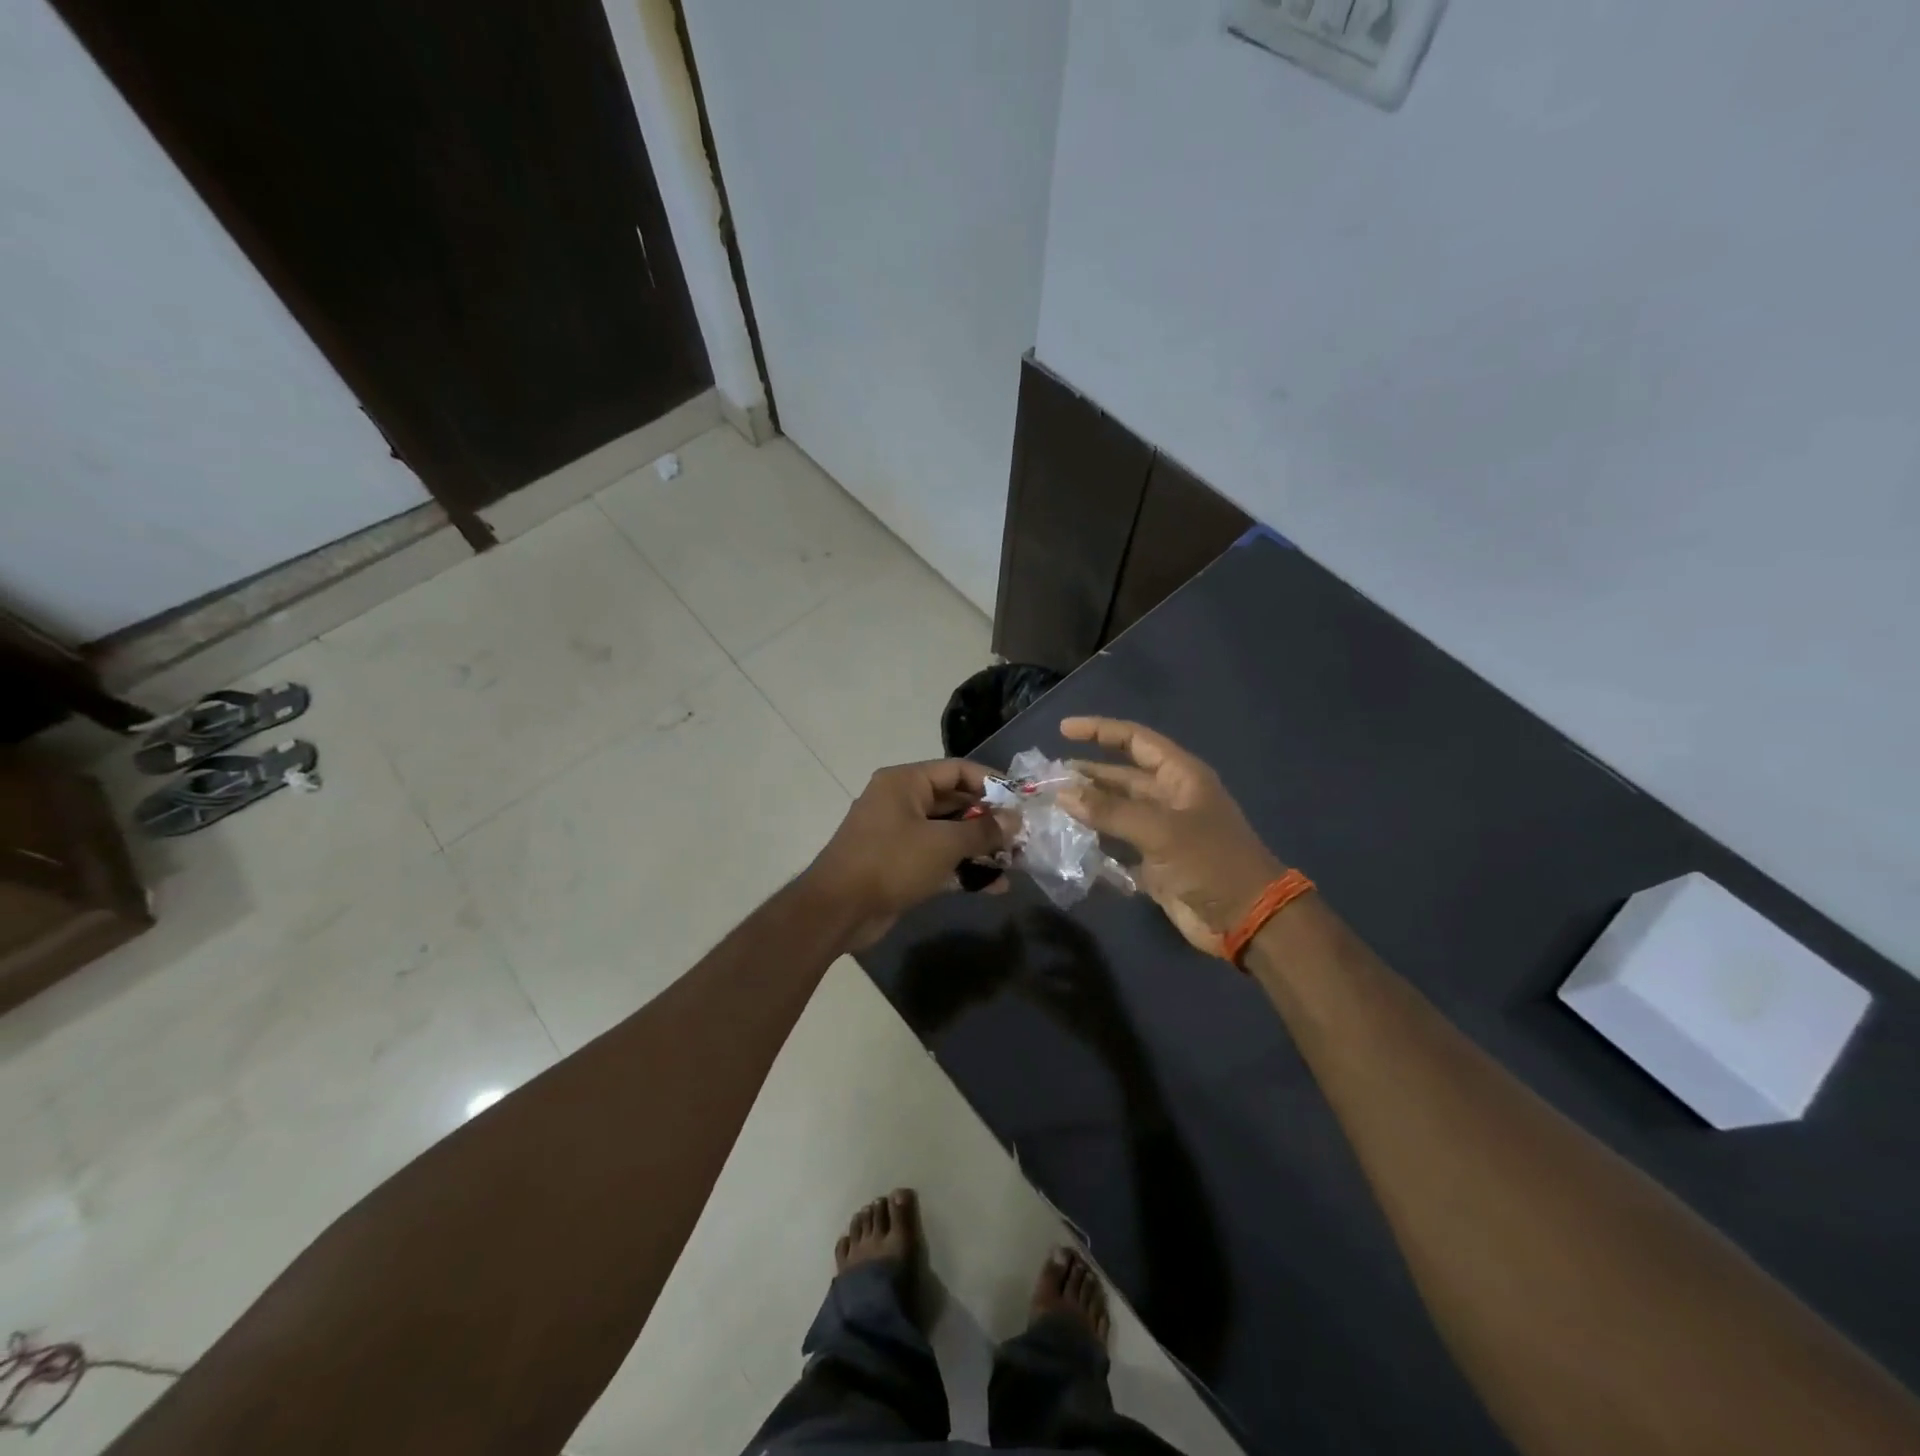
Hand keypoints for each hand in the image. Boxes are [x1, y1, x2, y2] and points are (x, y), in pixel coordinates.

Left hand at [805, 759, 1008, 947]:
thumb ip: (983, 830)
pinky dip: (963, 868)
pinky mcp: (900, 865)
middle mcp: (901, 801)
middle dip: (989, 820)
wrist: (838, 910)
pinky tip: (994, 886)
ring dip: (980, 847)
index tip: (1021, 800)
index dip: (992, 782)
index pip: (957, 770)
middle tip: (1023, 835)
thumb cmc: (891, 862)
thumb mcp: (943, 844)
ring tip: (1016, 862)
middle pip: (955, 802)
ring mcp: (899, 834)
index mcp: (905, 782)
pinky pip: (939, 858)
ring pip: (949, 833)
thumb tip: (1015, 820)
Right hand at [1058, 717, 1284, 954]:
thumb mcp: (1160, 831)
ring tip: (1050, 804)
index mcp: (1180, 777)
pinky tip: (1068, 842)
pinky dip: (1095, 842)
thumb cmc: (1210, 862)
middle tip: (1047, 777)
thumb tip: (1062, 793)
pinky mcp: (1154, 862)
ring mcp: (1161, 831)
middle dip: (1087, 773)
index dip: (1100, 731)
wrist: (1245, 919)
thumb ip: (1110, 811)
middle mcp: (1169, 798)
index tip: (1063, 730)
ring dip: (1087, 807)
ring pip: (1116, 810)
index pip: (1135, 740)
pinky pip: (1118, 844)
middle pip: (1121, 776)